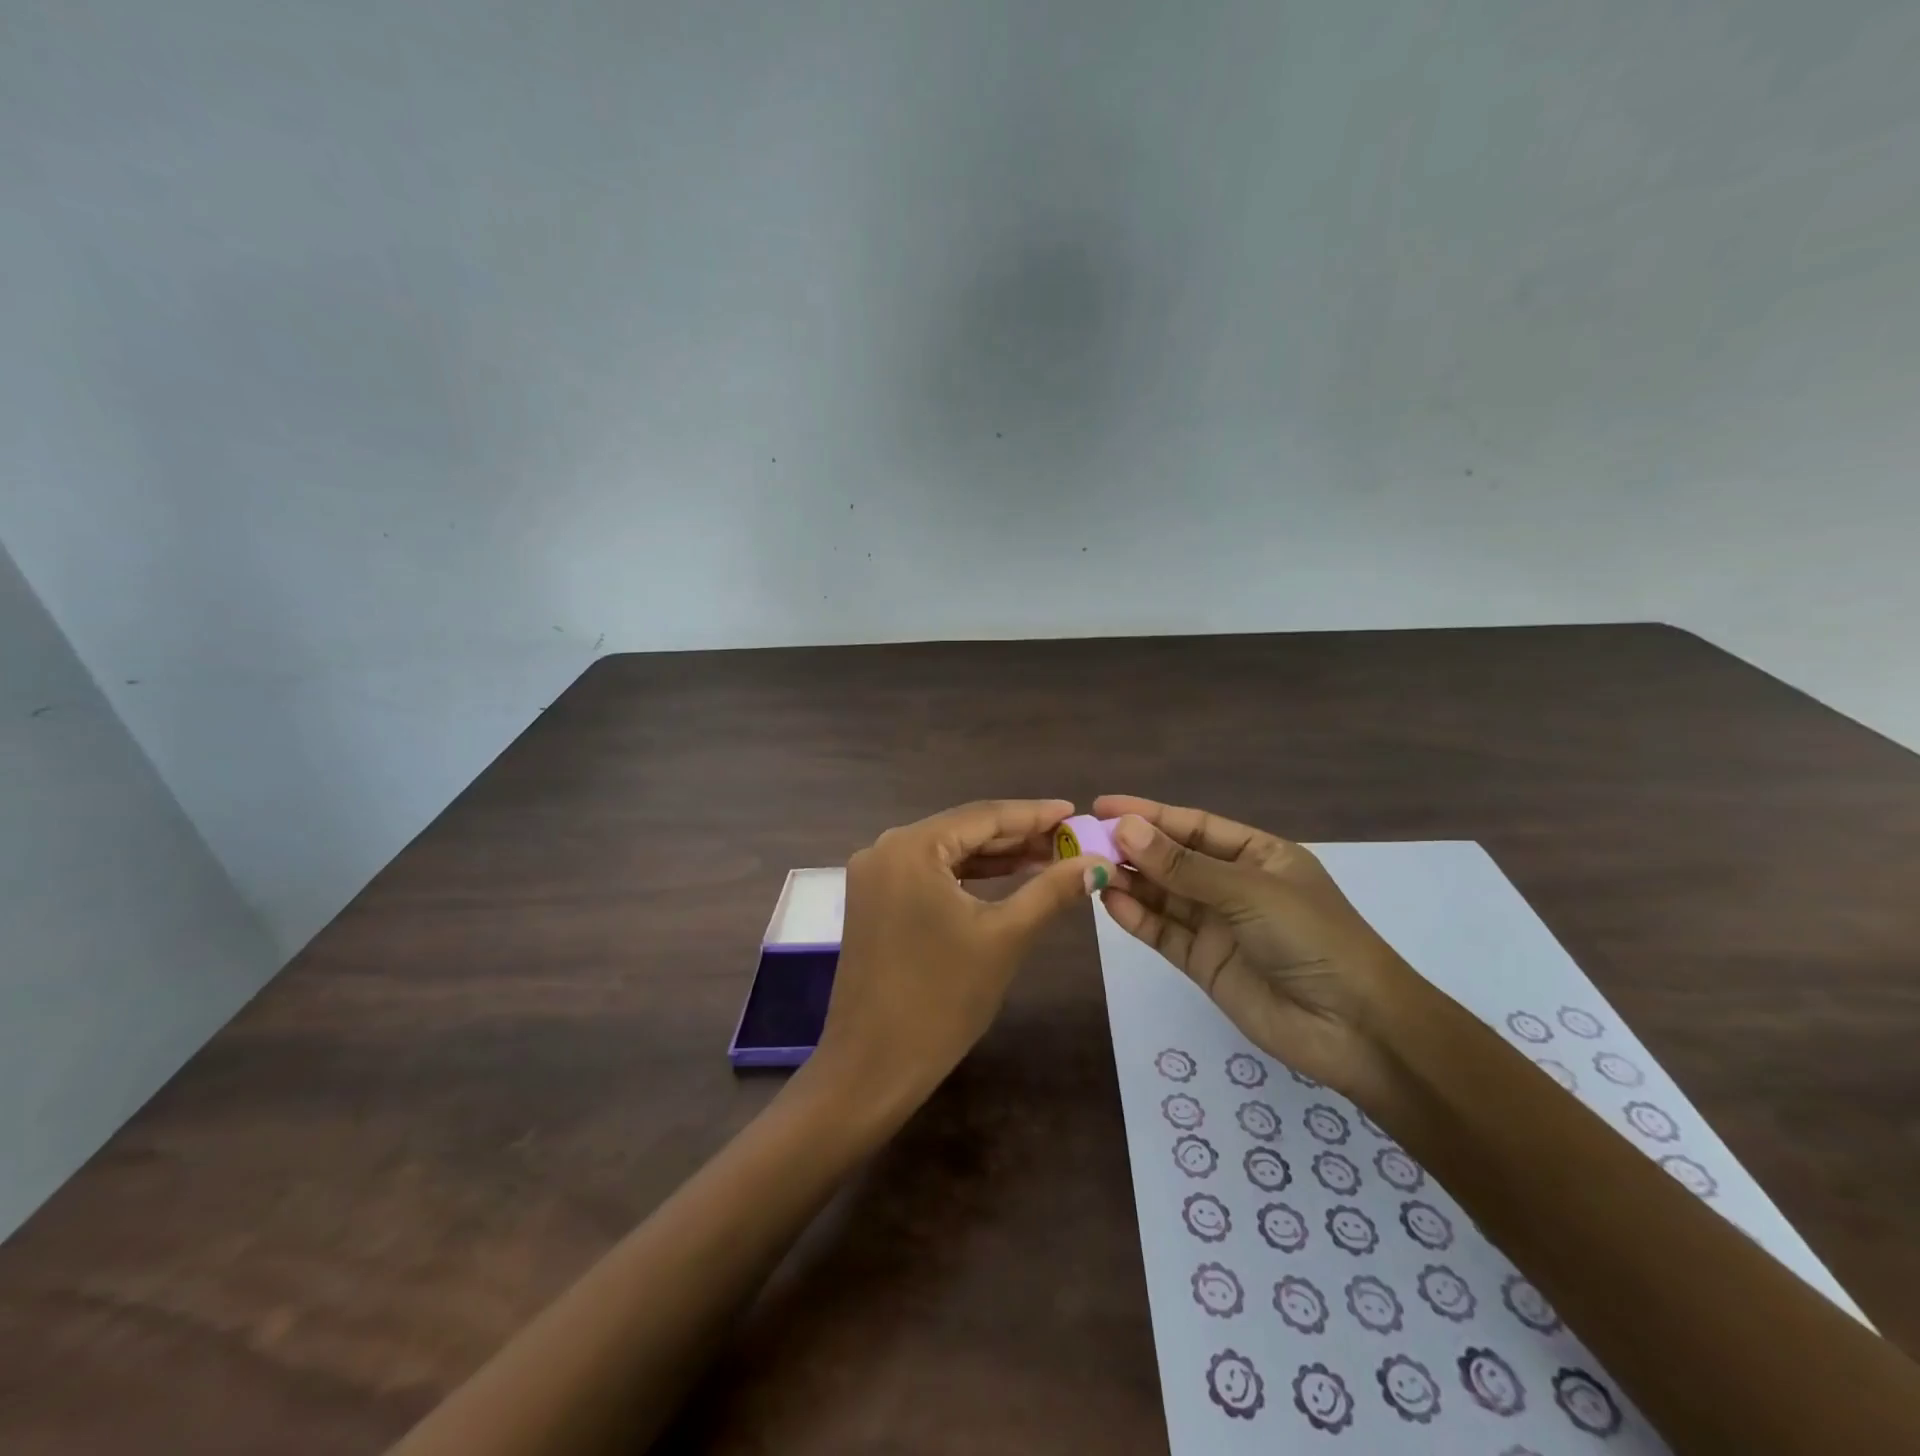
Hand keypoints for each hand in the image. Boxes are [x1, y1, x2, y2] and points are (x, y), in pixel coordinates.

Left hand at [810, 799, 1105, 1119]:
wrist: (874, 1066)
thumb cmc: (942, 998)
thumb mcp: (1005, 937)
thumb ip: (1051, 890)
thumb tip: (1098, 862)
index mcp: (910, 847)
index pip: (982, 816)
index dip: (1032, 814)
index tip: (1073, 811)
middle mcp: (885, 849)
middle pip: (963, 831)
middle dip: (1017, 835)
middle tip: (1068, 838)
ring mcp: (875, 876)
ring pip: (947, 853)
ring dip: (995, 857)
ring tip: (1049, 857)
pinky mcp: (874, 902)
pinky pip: (930, 875)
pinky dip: (968, 877)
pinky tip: (1007, 878)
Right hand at [1093, 795, 1420, 1096]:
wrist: (1355, 1029)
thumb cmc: (1312, 939)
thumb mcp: (1248, 892)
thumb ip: (1183, 866)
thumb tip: (1125, 828)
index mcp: (1258, 855)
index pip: (1193, 826)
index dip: (1149, 814)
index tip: (1102, 805)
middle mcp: (1234, 885)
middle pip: (1173, 859)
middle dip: (1132, 849)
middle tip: (1083, 841)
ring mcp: (1218, 925)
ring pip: (1163, 895)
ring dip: (1129, 882)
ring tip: (1089, 870)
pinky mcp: (1204, 963)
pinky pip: (1164, 932)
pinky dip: (1137, 918)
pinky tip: (1110, 903)